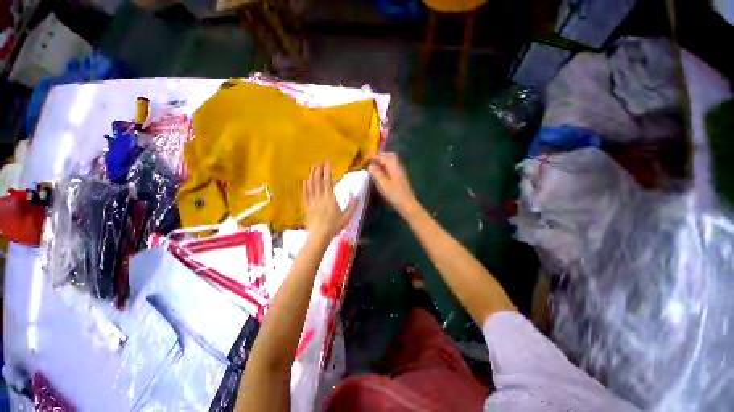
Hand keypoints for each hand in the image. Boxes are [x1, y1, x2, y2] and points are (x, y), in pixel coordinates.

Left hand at [303, 162, 355, 239]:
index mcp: (330, 198)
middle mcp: (320, 197)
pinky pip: (305, 194)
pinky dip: (304, 187)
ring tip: (313, 167)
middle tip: (319, 162)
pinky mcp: (307, 206)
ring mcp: (312, 201)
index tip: (328, 163)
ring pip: (311, 185)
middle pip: (318, 181)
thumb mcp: (347, 217)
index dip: (328, 171)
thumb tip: (356, 197)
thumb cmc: (334, 226)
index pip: (328, 181)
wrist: (320, 235)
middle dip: (319, 170)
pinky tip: (304, 181)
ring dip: (312, 175)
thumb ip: (352, 206)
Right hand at [368, 152, 418, 216]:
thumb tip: (370, 166)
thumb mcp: (384, 185)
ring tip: (374, 165)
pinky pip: (392, 168)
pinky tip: (381, 173)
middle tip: (371, 159)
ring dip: (383, 161)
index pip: (384, 157)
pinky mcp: (400, 178)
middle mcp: (398, 168)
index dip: (375, 155)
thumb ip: (377, 174)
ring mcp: (400, 173)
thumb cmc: (395, 195)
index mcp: (394, 168)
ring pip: (391, 162)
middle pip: (390, 157)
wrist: (408, 205)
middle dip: (380, 156)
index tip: (367, 155)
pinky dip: (385, 167)